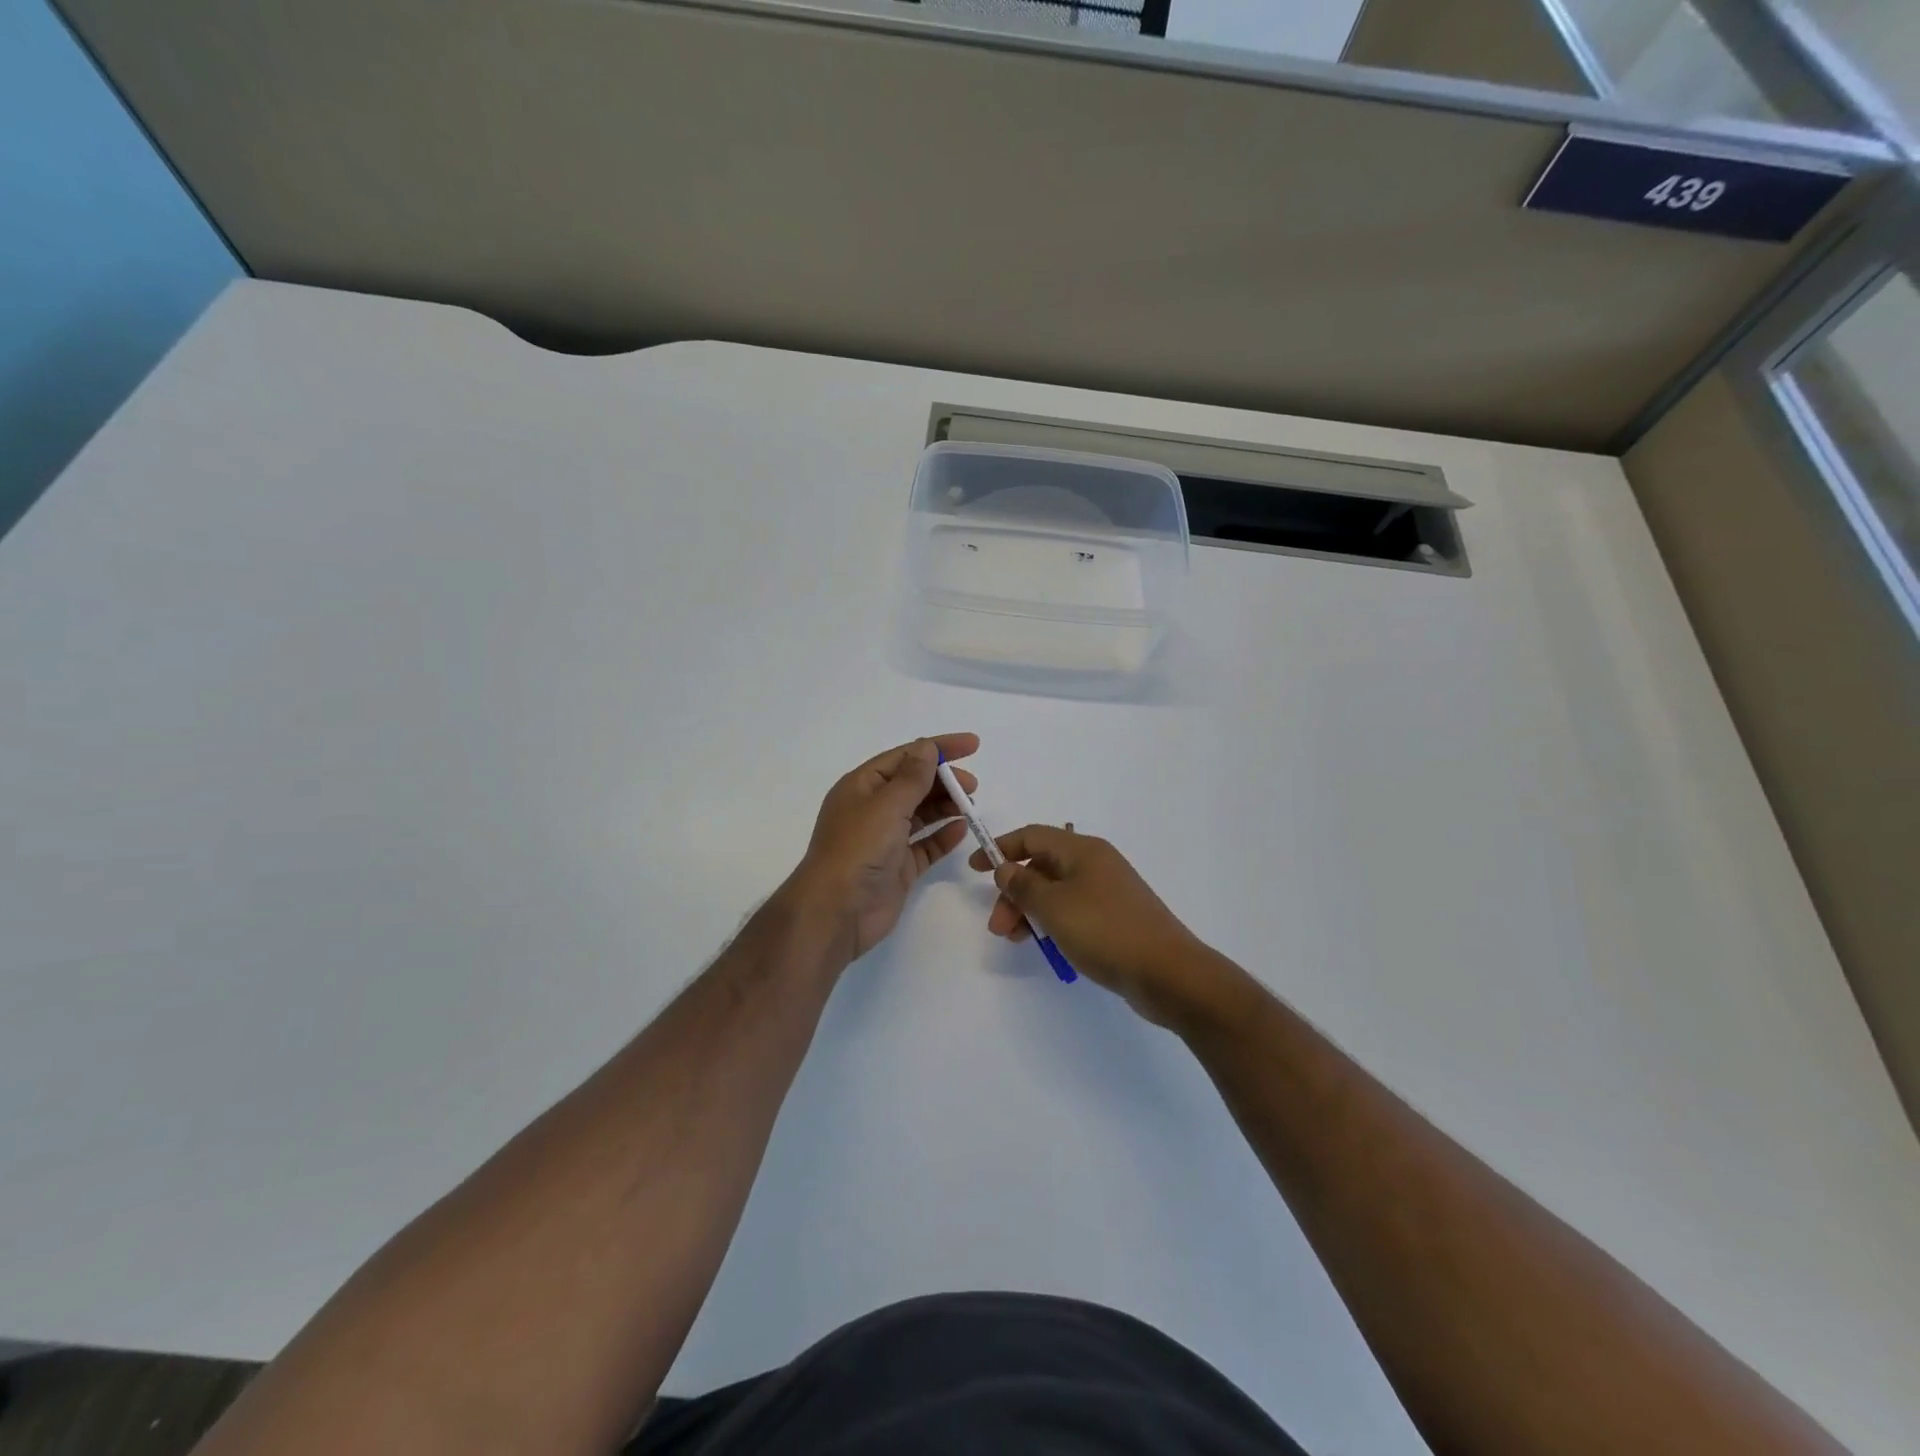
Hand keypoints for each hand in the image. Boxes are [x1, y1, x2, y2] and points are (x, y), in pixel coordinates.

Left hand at [791, 733, 979, 960]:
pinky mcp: (897, 867)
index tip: (973, 745)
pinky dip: (943, 836)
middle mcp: (872, 810)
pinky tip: (962, 830)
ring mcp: (885, 840)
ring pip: (921, 815)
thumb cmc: (858, 848)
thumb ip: (913, 777)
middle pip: (914, 785)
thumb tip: (927, 747)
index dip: (938, 748)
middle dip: (944, 780)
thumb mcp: (887, 804)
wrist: (837, 910)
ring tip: (971, 806)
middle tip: (973, 786)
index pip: (904, 757)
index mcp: (862, 786)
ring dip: (946, 806)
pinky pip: (925, 845)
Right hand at [970, 826, 1242, 1028]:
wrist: (1168, 973)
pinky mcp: (1114, 917)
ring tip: (1014, 940)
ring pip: (1055, 891)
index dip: (1000, 848)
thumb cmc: (1105, 930)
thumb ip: (1023, 885)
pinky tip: (1044, 944)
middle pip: (1041, 866)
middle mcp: (1095, 863)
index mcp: (1082, 850)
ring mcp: (1107, 891)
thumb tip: (1006, 868)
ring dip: (1029, 910)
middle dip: (1013, 892)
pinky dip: (1051, 921)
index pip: (1032, 836)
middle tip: (997, 926)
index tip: (974, 868)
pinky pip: (1072, 910)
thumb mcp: (1054, 906)